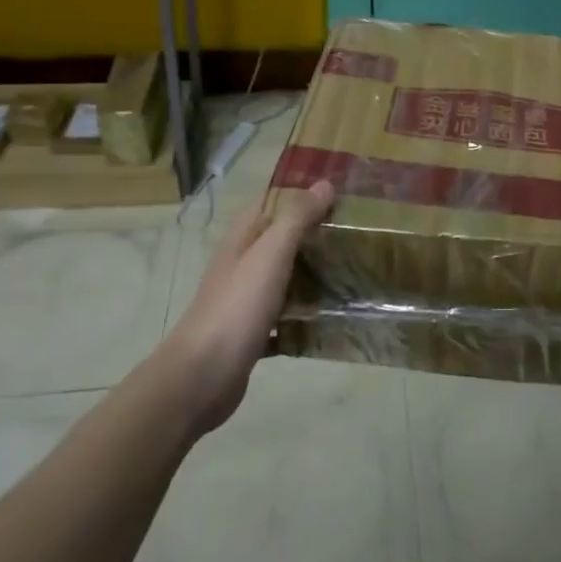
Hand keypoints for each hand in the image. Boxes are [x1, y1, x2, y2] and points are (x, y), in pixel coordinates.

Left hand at [158, 180, 335, 435]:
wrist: (203, 378)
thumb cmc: (237, 308)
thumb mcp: (269, 255)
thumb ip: (296, 219)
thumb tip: (324, 183)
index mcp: (241, 241)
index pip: (270, 203)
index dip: (300, 193)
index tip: (339, 190)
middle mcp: (241, 266)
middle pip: (280, 240)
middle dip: (314, 233)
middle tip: (357, 231)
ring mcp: (245, 302)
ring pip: (284, 278)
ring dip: (312, 273)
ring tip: (354, 269)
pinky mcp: (253, 334)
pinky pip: (285, 317)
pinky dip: (305, 315)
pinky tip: (332, 318)